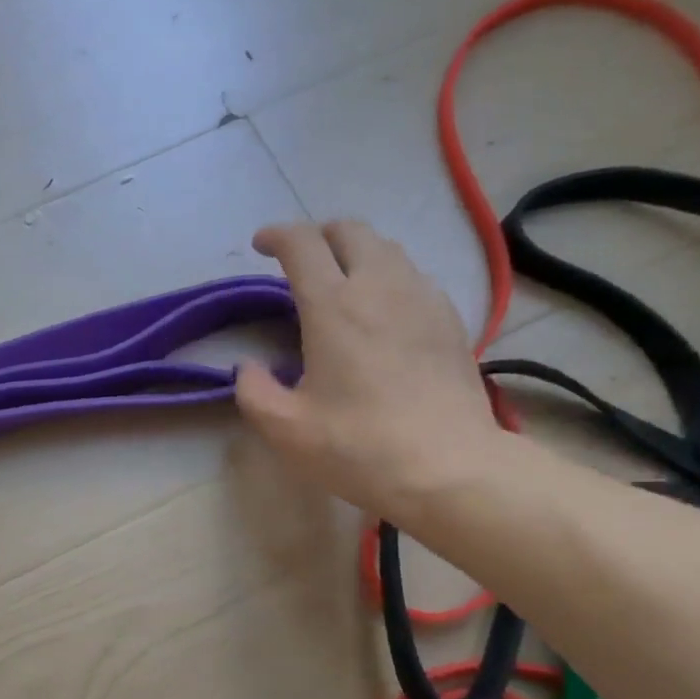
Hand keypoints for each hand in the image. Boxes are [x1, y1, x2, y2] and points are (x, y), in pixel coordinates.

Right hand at [235, 219, 507, 522]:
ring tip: (342, 284)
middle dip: (320, 235)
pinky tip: (384, 314)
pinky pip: (414, 277)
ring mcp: (422, 298)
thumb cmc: (358, 447)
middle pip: (350, 231)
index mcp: (333, 306)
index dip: (277, 235)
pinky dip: (389, 279)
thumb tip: (249, 368)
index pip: (302, 244)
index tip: (261, 246)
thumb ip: (253, 391)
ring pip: (387, 249)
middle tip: (303, 262)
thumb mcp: (285, 429)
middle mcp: (380, 286)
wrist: (448, 468)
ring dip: (357, 254)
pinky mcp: (450, 320)